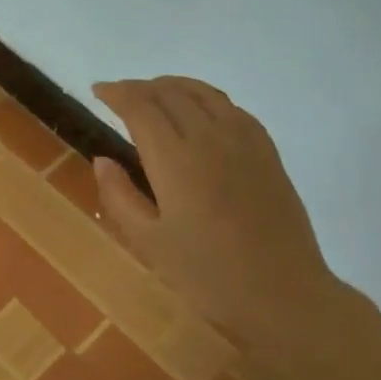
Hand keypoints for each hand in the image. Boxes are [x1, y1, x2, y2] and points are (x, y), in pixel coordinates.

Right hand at [93, 77, 342, 350]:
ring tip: (154, 93)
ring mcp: (244, 142)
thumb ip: (119, 196)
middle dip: (140, 87)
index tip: (97, 91)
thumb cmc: (207, 274)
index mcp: (175, 160)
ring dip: (173, 86)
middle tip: (119, 95)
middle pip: (170, 93)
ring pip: (204, 93)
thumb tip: (103, 160)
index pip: (141, 108)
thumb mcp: (149, 242)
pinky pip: (232, 108)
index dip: (116, 93)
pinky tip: (199, 111)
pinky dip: (206, 98)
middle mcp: (210, 138)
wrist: (283, 294)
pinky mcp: (267, 152)